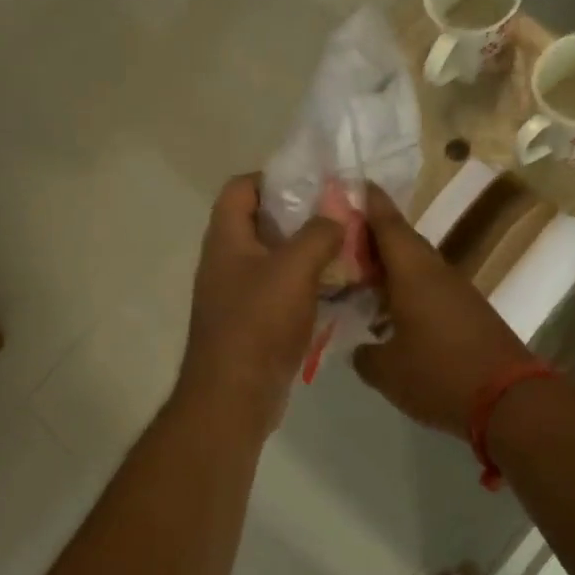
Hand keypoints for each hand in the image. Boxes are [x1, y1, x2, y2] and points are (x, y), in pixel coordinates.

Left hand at [177, 174, 342, 428]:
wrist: (234, 396)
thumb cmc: (258, 323)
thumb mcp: (294, 269)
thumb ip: (319, 234)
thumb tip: (337, 217)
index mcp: (227, 239)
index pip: (240, 188)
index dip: (272, 177)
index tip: (313, 183)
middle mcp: (227, 262)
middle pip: (261, 223)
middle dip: (301, 216)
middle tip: (340, 215)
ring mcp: (239, 295)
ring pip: (276, 259)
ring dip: (309, 252)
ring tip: (348, 249)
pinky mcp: (254, 323)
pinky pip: (283, 292)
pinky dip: (308, 286)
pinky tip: (340, 290)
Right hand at [352, 184, 532, 434]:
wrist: (509, 399)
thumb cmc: (439, 374)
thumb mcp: (388, 371)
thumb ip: (365, 356)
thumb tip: (361, 350)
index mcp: (413, 272)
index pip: (388, 224)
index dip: (369, 203)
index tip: (353, 184)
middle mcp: (436, 272)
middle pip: (402, 243)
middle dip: (373, 237)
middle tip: (343, 239)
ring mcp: (457, 291)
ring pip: (417, 267)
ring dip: (391, 267)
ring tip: (360, 276)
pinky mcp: (469, 312)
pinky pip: (431, 289)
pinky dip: (408, 291)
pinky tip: (392, 312)